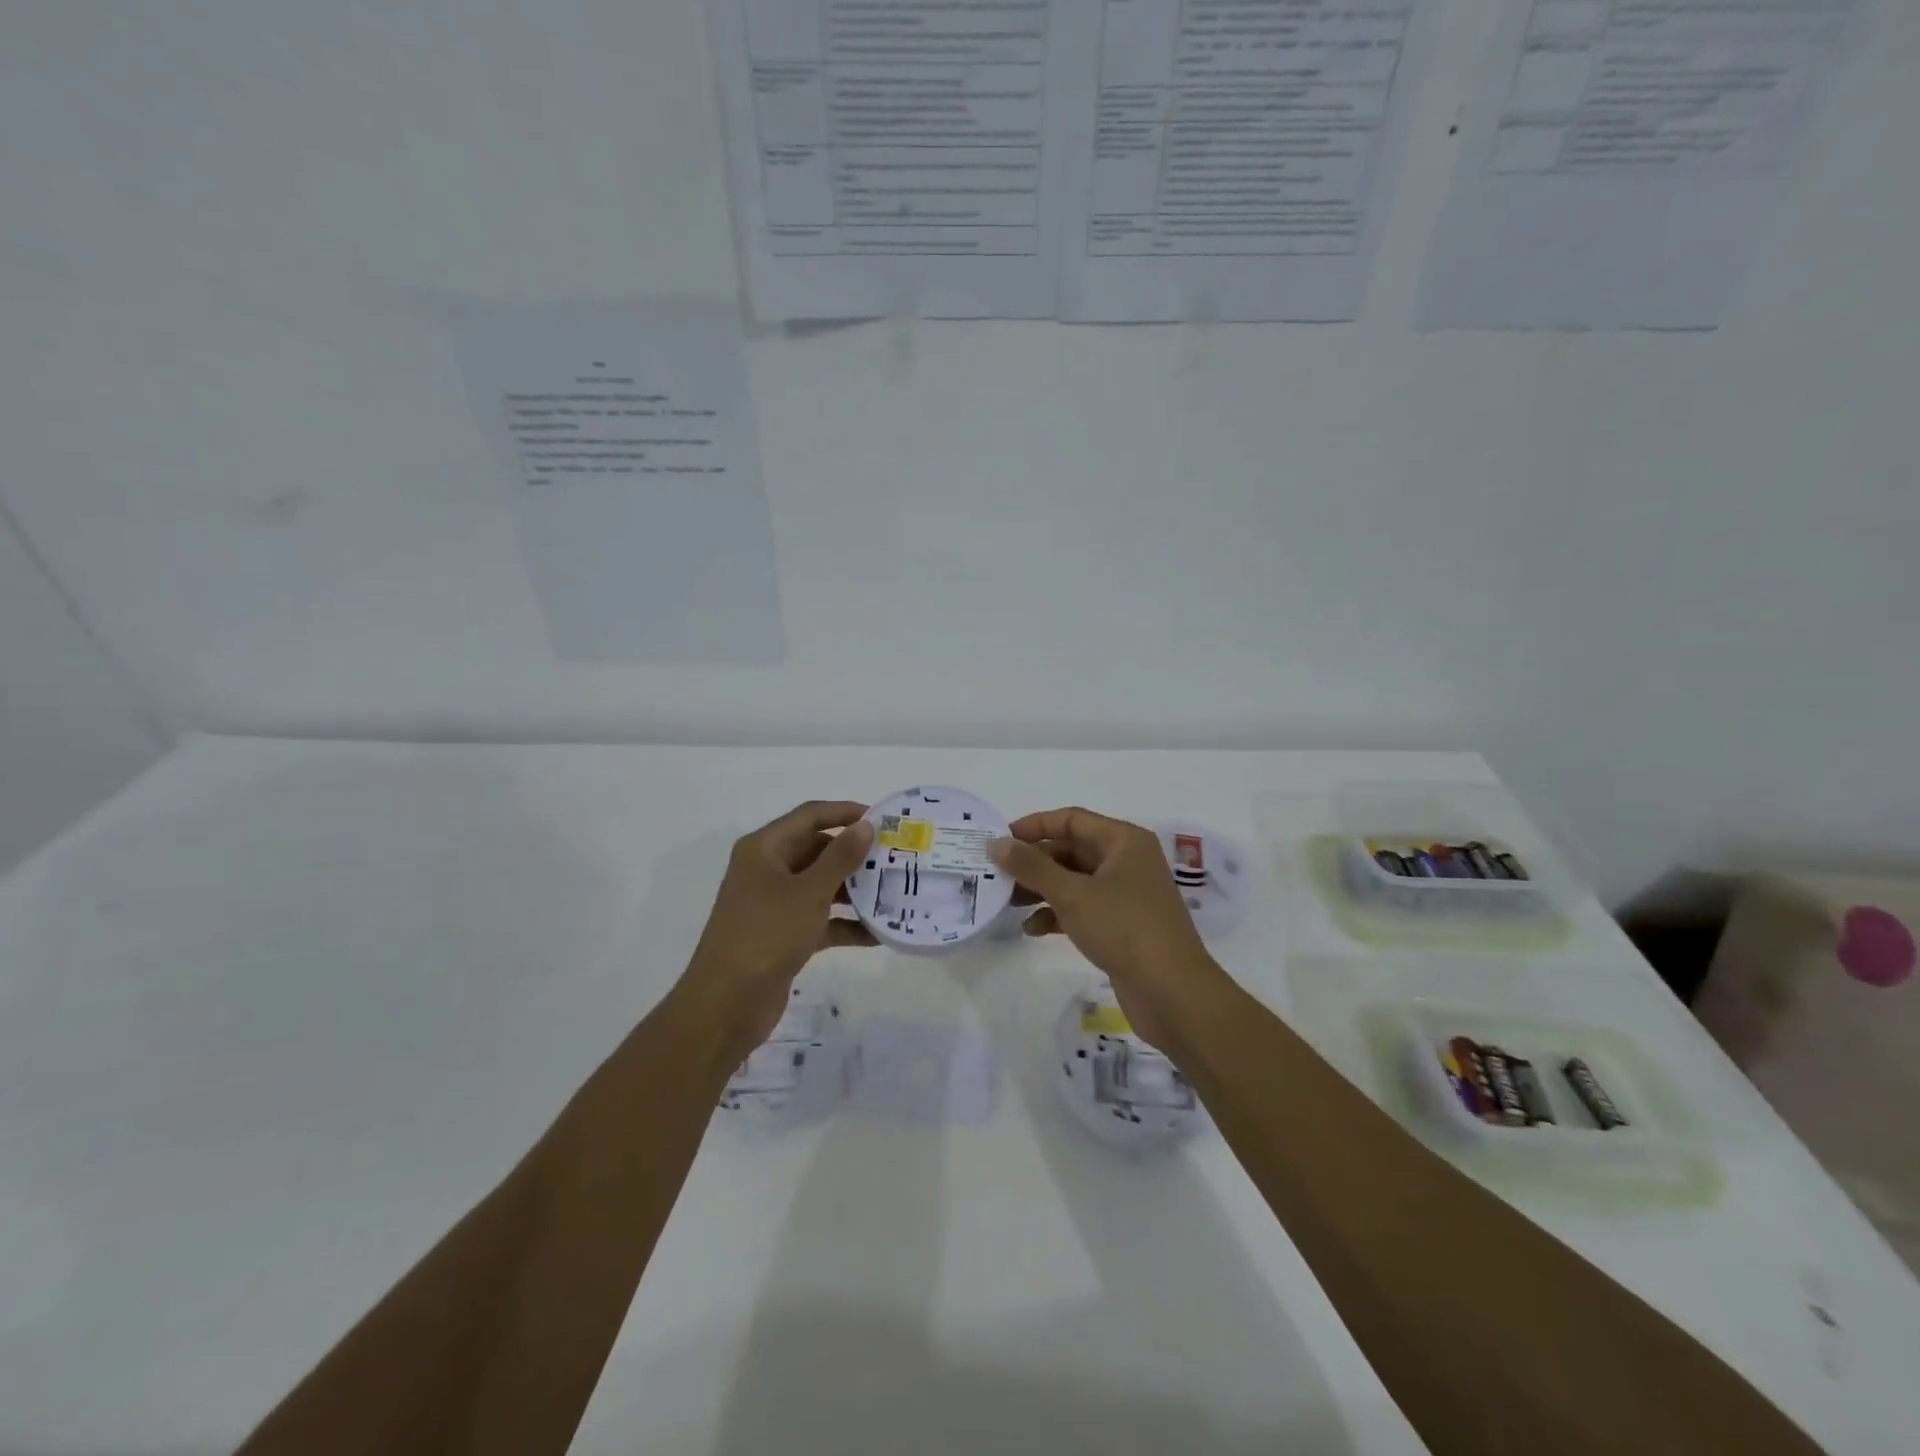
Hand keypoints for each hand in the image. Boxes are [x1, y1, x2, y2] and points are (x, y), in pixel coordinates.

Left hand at [676, 801, 876, 1062]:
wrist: (726, 1004)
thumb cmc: (766, 935)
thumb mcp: (809, 892)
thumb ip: (840, 857)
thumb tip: (865, 825)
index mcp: (764, 849)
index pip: (809, 816)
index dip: (845, 812)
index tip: (883, 818)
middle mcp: (767, 870)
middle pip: (816, 850)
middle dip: (854, 855)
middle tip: (894, 858)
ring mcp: (774, 904)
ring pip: (821, 886)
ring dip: (854, 891)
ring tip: (894, 892)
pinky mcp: (783, 936)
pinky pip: (820, 920)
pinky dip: (845, 924)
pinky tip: (878, 933)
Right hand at [990, 807, 1228, 1047]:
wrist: (1172, 993)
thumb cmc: (1124, 928)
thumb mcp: (1072, 894)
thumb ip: (1032, 866)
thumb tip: (997, 842)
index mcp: (1124, 841)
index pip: (1071, 820)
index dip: (1034, 826)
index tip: (999, 841)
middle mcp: (1127, 861)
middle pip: (1071, 850)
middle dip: (1034, 862)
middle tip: (996, 875)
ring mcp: (1126, 894)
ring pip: (1074, 880)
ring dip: (1041, 889)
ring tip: (1007, 902)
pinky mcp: (1122, 924)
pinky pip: (1082, 908)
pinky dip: (1058, 914)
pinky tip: (1032, 929)